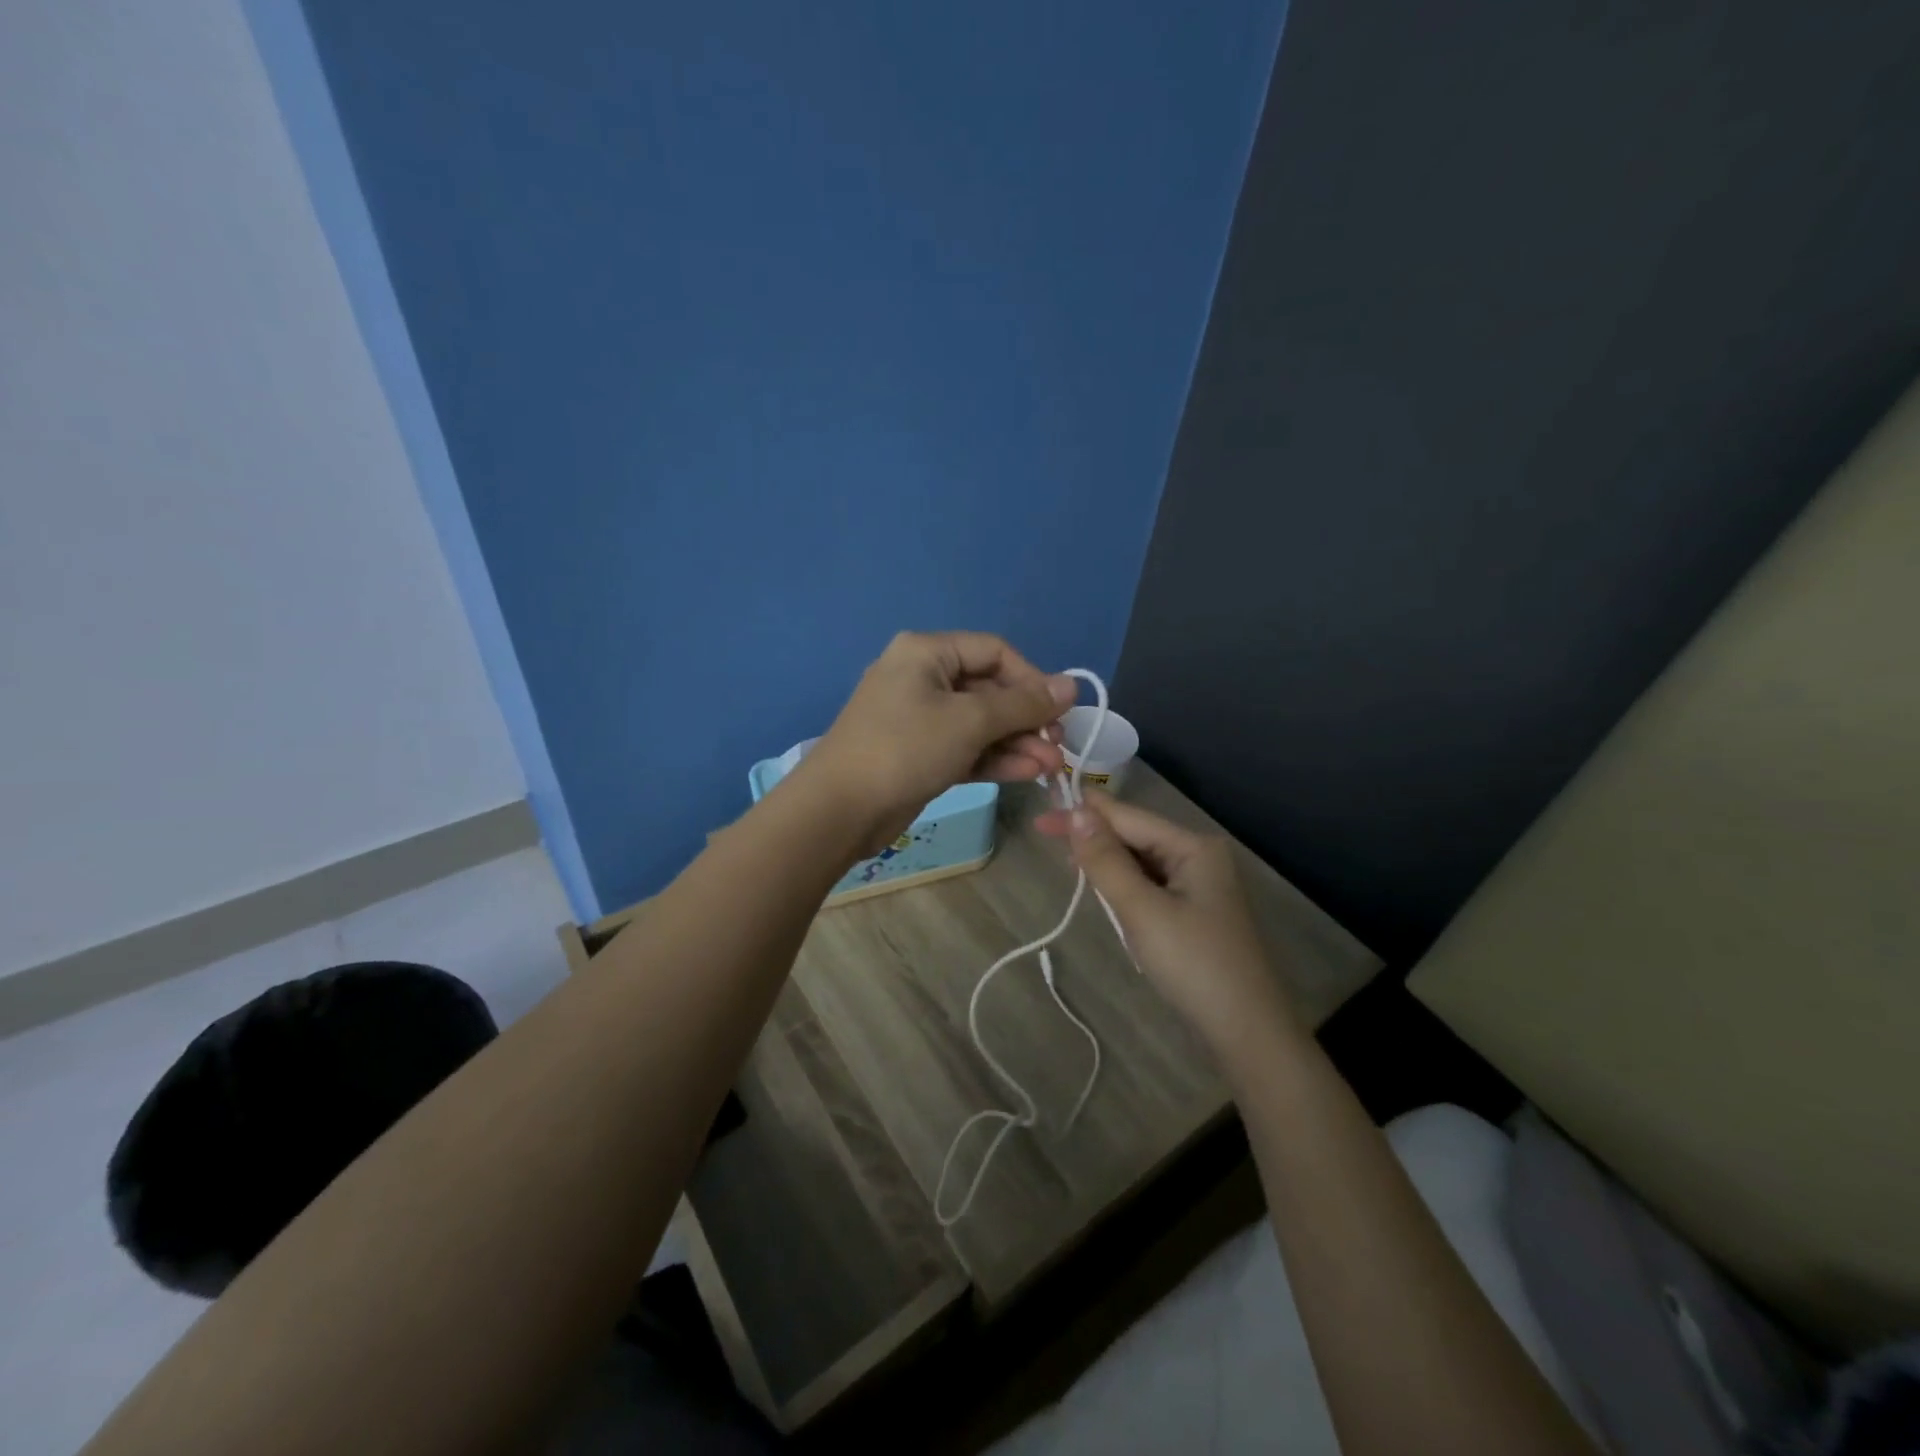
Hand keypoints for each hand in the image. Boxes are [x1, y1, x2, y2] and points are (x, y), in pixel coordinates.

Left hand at [797, 632, 1075, 852]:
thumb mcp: (970, 721)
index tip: (1059, 711)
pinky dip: (994, 758)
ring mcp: (919, 717)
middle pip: (989, 689)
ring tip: (1051, 768)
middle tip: (1058, 748)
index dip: (1032, 678)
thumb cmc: (905, 748)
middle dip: (1027, 719)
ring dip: (1017, 743)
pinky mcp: (920, 753)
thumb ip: (1023, 704)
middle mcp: (922, 677)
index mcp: (927, 652)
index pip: (994, 651)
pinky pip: (965, 747)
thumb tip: (1071, 685)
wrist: (840, 809)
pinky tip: (1027, 774)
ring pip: (980, 723)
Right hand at [1038, 793, 1303, 1063]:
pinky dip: (1124, 885)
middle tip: (1044, 832)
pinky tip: (1103, 890)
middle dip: (1094, 836)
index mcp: (1194, 847)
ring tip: (1067, 859)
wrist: (1247, 1032)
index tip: (1043, 809)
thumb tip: (1078, 812)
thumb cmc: (1193, 964)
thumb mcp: (1142, 910)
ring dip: (1107, 861)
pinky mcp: (1195, 912)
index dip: (1084, 812)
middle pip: (1136, 836)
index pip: (1129, 818)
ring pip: (1141, 862)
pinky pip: (1150, 885)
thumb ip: (1107, 861)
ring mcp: (1200, 886)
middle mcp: (1200, 857)